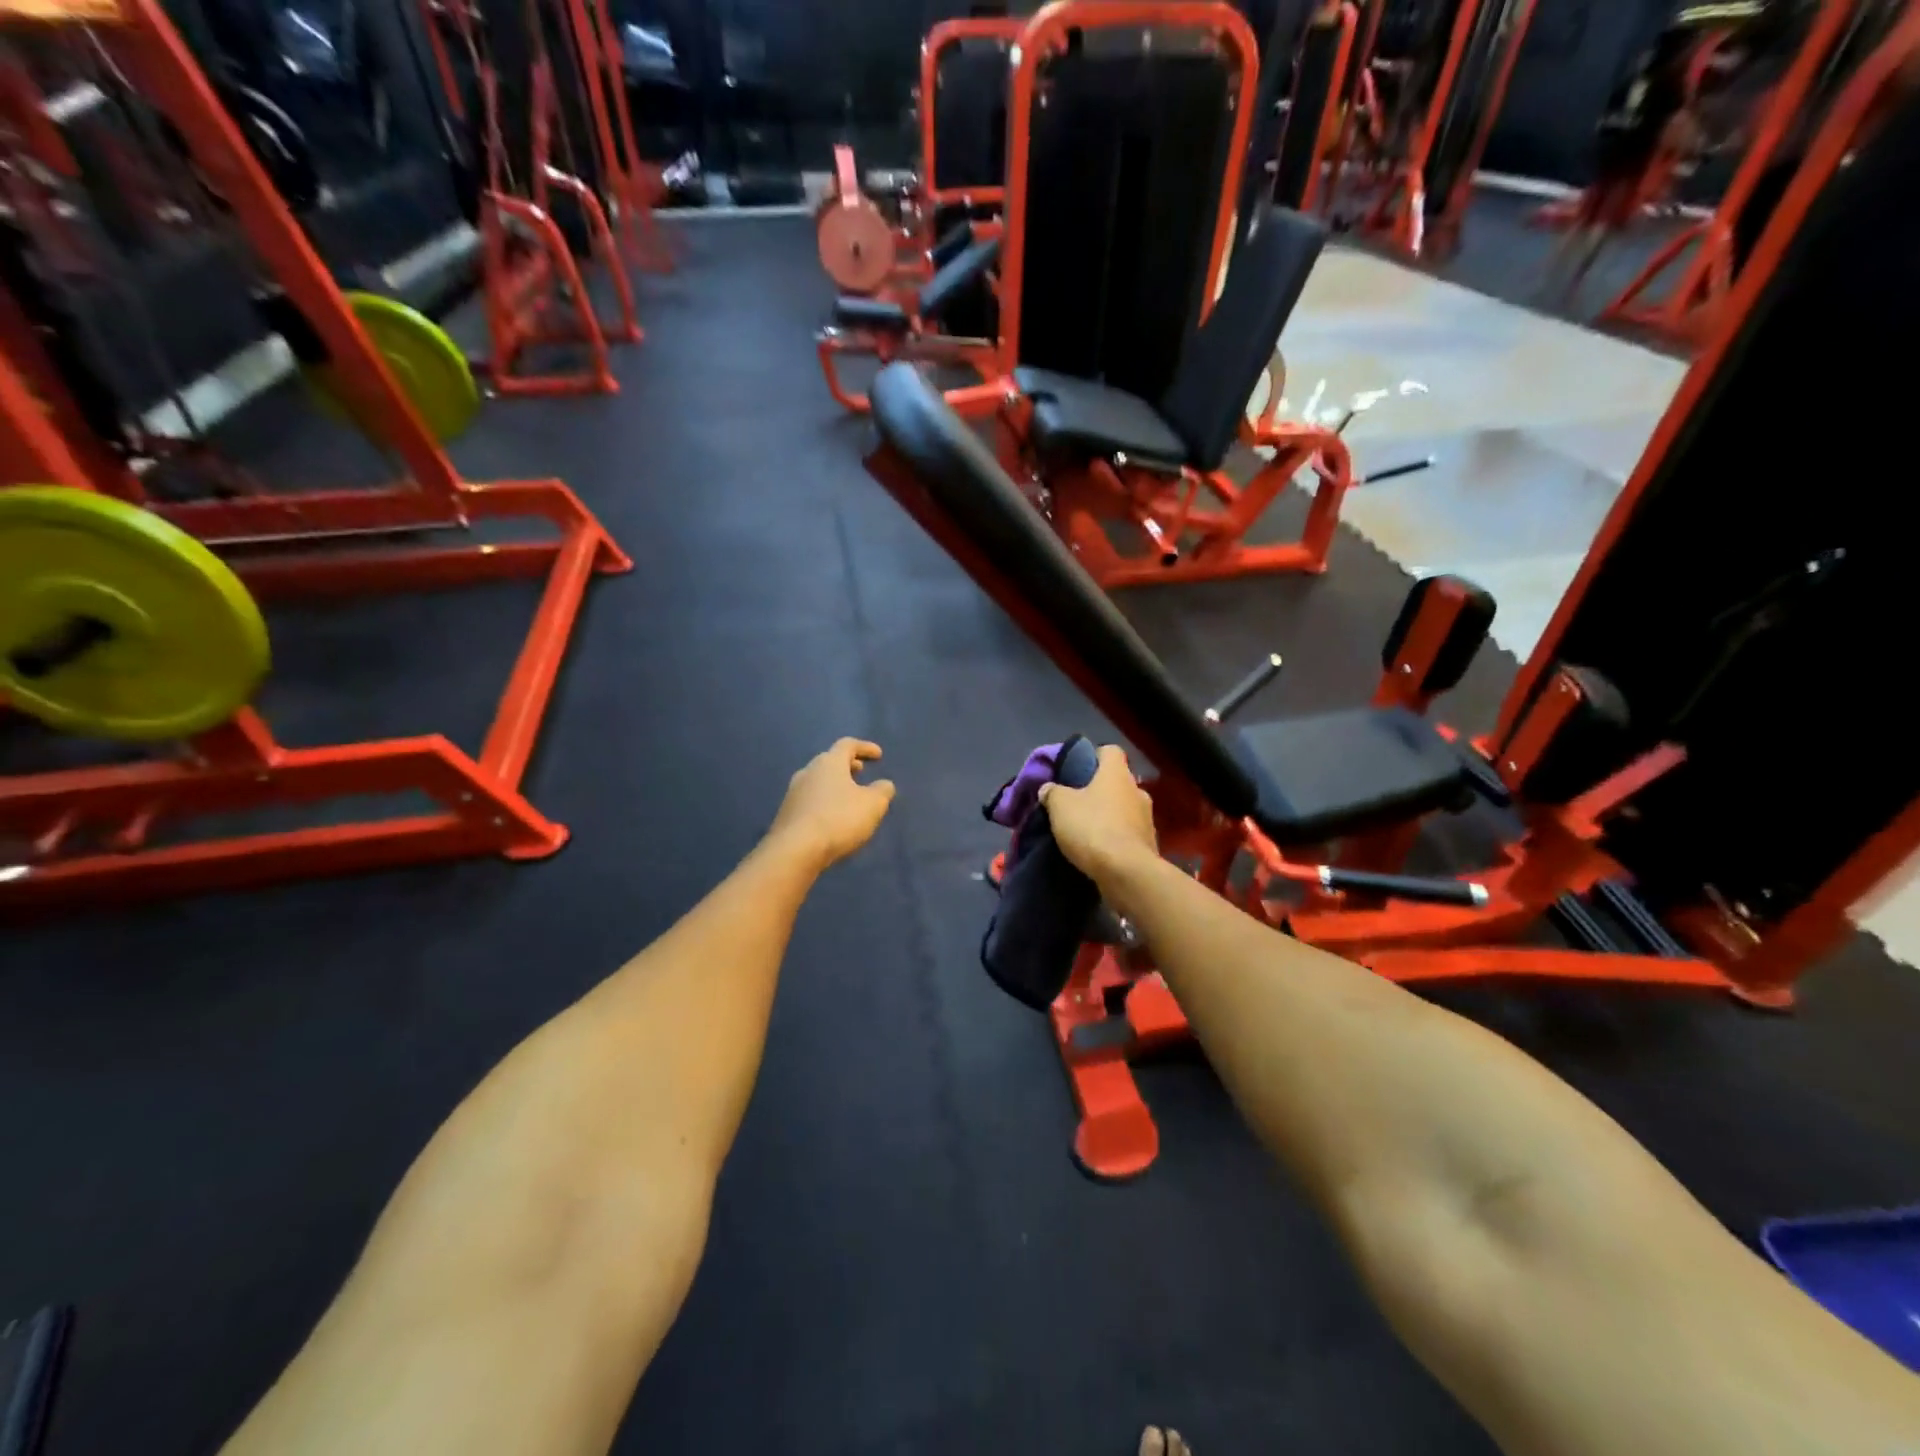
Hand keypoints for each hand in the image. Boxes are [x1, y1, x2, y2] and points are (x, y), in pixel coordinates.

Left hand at [768, 739, 895, 870]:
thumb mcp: (873, 805)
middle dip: (847, 765)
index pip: (847, 745)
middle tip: (861, 772)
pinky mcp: (786, 813)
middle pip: (829, 761)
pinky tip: (831, 816)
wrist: (795, 850)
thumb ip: (882, 791)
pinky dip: (824, 801)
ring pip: (818, 780)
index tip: (878, 755)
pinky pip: (810, 799)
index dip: (865, 747)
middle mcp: (808, 771)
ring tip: (848, 796)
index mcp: (829, 763)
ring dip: (834, 784)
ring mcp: (793, 792)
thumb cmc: (839, 819)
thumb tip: (884, 784)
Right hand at [1036, 744, 1157, 885]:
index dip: (1093, 756)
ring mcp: (1147, 818)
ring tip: (1086, 829)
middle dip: (1099, 790)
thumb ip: (1052, 792)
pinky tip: (1099, 849)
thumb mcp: (1060, 806)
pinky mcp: (1149, 844)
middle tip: (1077, 802)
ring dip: (1109, 815)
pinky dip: (1116, 837)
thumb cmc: (1092, 828)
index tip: (1076, 769)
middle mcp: (1137, 790)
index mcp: (1117, 773)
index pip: (1110, 751)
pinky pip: (1129, 833)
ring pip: (1124, 808)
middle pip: (1117, 781)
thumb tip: (1049, 789)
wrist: (1126, 873)